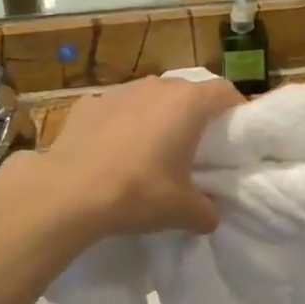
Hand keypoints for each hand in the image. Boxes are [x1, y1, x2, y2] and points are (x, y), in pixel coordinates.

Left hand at [0, 77, 242, 237]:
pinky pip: (116, 109)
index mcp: (188, 104)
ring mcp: (119, 91)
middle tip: (196, 145)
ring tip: (152, 148)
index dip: (236, 110)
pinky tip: (113, 151)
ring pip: (150, 97)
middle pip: (187, 91)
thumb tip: (210, 215)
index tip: (236, 133)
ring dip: (157, 116)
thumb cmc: (138, 192)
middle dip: (195, 114)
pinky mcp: (88, 103)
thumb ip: (206, 211)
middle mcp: (156, 87)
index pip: (225, 91)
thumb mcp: (182, 210)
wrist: (68, 192)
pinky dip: (121, 124)